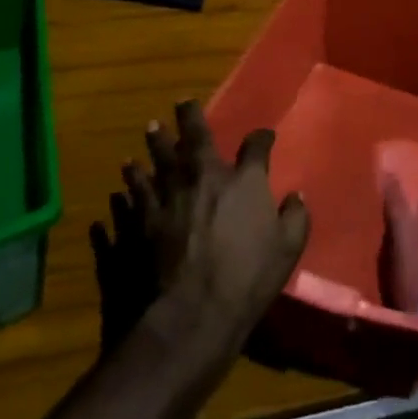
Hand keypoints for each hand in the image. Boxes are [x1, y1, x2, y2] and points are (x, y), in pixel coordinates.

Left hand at [91, 101, 308, 354]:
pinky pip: (130, 197)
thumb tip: (296, 196)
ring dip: (154, 145)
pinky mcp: (137, 221)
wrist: (188, 315)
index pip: (255, 146)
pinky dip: (127, 187)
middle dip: (190, 117)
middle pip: (195, 137)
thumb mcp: (287, 251)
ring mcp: (165, 196)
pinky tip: (121, 185)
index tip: (264, 136)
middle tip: (182, 102)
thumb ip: (295, 218)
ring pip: (156, 161)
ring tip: (150, 131)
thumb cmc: (245, 282)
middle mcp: (201, 177)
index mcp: (241, 181)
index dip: (261, 138)